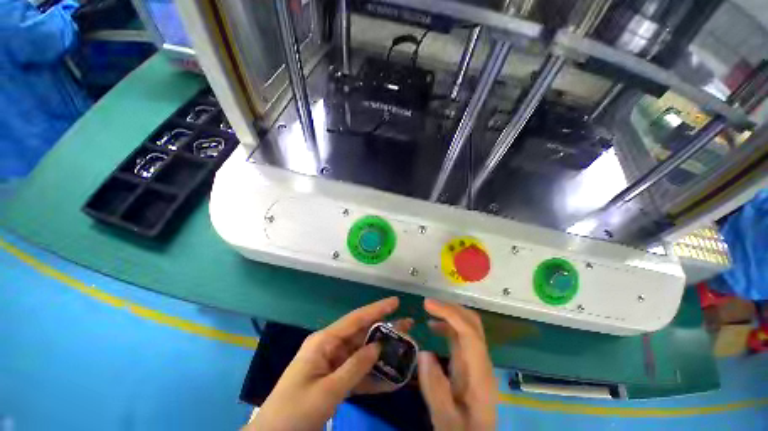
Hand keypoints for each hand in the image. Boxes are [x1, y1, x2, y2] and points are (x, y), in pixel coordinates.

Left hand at [248, 297, 409, 430]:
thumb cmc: (296, 411)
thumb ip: (355, 367)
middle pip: (362, 334)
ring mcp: (333, 363)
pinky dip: (372, 377)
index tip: (395, 302)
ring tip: (404, 350)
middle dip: (384, 330)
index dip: (377, 309)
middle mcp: (330, 346)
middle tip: (407, 326)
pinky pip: (357, 373)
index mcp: (324, 341)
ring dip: (382, 354)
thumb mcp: (327, 391)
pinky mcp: (335, 378)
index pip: (356, 319)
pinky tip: (391, 380)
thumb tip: (377, 346)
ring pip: (362, 354)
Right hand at [417, 299, 496, 430]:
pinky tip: (433, 327)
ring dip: (449, 314)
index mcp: (479, 373)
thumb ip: (435, 388)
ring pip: (468, 326)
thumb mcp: (445, 418)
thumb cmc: (461, 430)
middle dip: (451, 308)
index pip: (469, 333)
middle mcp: (482, 361)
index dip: (450, 314)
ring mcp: (477, 360)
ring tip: (428, 311)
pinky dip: (447, 325)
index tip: (427, 304)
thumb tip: (424, 353)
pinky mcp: (471, 361)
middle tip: (428, 304)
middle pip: (473, 323)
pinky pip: (461, 335)